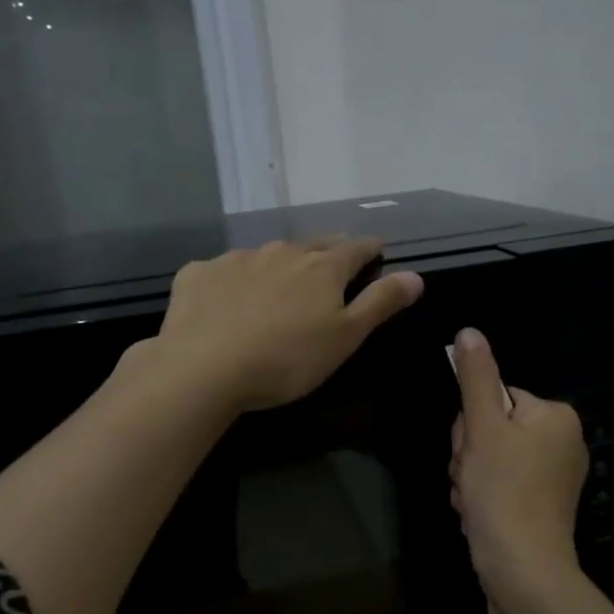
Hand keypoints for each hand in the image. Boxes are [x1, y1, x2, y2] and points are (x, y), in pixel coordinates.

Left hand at [153, 238, 423, 411]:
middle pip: (313, 245)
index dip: (371, 250)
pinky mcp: (199, 273)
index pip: (356, 247)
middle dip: (327, 253)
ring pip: (268, 255)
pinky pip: (224, 270)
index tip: (377, 254)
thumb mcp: (345, 338)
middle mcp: (281, 252)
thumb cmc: (286, 360)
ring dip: (280, 266)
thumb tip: (415, 275)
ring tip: (279, 289)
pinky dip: (234, 280)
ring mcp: (237, 259)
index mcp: (322, 267)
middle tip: (332, 268)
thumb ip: (380, 303)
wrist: (202, 368)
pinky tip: (227, 302)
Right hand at [448, 327, 589, 602]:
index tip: (471, 451)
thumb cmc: (504, 492)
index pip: (496, 398)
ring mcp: (553, 476)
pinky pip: (500, 484)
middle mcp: (562, 441)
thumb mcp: (483, 428)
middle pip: (492, 428)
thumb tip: (469, 331)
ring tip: (474, 500)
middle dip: (470, 454)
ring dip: (470, 477)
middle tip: (472, 479)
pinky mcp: (540, 504)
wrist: (523, 570)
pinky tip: (479, 514)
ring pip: (489, 458)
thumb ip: (475, 378)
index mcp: (555, 416)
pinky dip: (483, 496)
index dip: (472, 425)